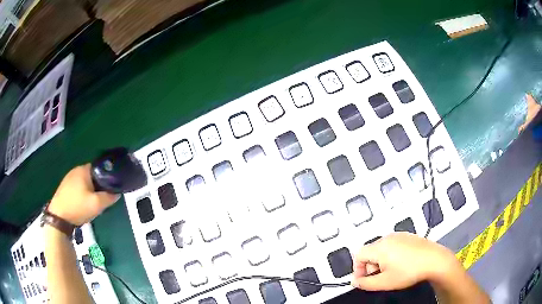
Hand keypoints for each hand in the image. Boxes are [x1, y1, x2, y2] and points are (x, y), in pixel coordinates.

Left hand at [48, 164, 119, 225]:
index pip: (100, 168)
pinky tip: (82, 204)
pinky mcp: (64, 187)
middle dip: (98, 186)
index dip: (107, 178)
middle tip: (101, 200)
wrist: (59, 217)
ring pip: (85, 182)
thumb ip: (109, 197)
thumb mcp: (97, 204)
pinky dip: (82, 194)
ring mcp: (68, 178)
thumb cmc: (78, 207)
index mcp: (84, 170)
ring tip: (92, 204)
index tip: (110, 190)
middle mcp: (75, 170)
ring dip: (90, 191)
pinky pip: (78, 187)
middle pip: (92, 176)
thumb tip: (117, 193)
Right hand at [351, 232, 459, 290]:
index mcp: (380, 247)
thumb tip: (356, 282)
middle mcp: (388, 238)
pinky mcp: (408, 236)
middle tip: (380, 277)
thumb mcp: (384, 282)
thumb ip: (365, 283)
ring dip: (381, 261)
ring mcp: (399, 236)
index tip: (364, 279)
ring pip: (381, 249)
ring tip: (393, 271)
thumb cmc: (410, 270)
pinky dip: (392, 255)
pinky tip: (402, 264)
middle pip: (370, 252)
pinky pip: (393, 245)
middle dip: (371, 266)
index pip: (358, 255)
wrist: (434, 261)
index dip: (358, 269)